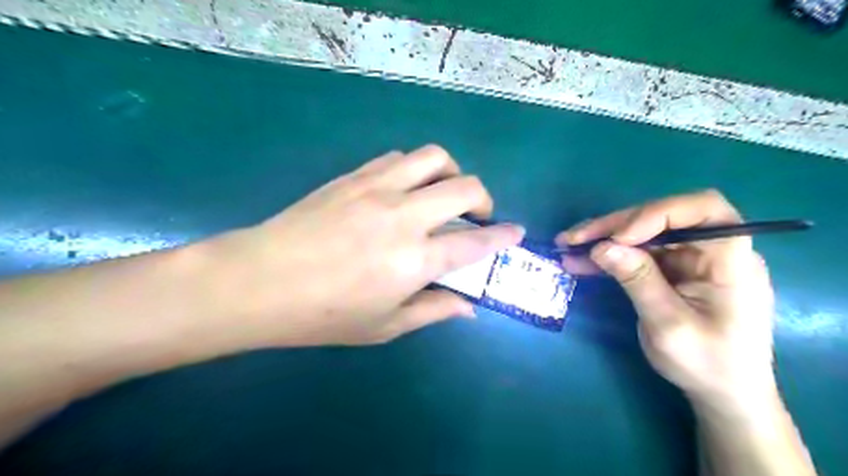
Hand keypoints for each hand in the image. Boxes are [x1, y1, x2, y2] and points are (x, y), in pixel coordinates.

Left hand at [204, 143, 524, 345]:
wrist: (260, 280)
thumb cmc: (323, 314)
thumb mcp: (384, 326)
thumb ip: (433, 310)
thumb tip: (467, 306)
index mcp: (414, 259)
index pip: (475, 242)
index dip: (503, 236)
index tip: (516, 233)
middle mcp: (403, 216)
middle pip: (465, 187)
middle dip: (483, 199)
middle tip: (477, 216)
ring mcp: (377, 188)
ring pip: (434, 157)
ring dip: (451, 173)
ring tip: (443, 194)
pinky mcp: (354, 176)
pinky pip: (398, 158)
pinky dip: (415, 169)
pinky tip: (405, 189)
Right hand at [562, 192, 777, 406]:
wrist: (720, 392)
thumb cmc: (707, 364)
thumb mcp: (669, 326)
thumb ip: (638, 281)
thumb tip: (602, 247)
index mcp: (730, 260)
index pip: (703, 210)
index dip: (658, 213)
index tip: (619, 237)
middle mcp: (709, 250)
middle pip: (661, 218)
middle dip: (615, 226)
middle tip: (574, 238)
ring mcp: (687, 258)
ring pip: (641, 233)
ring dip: (603, 238)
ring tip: (566, 245)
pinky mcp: (669, 269)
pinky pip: (634, 253)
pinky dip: (606, 256)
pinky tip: (578, 261)